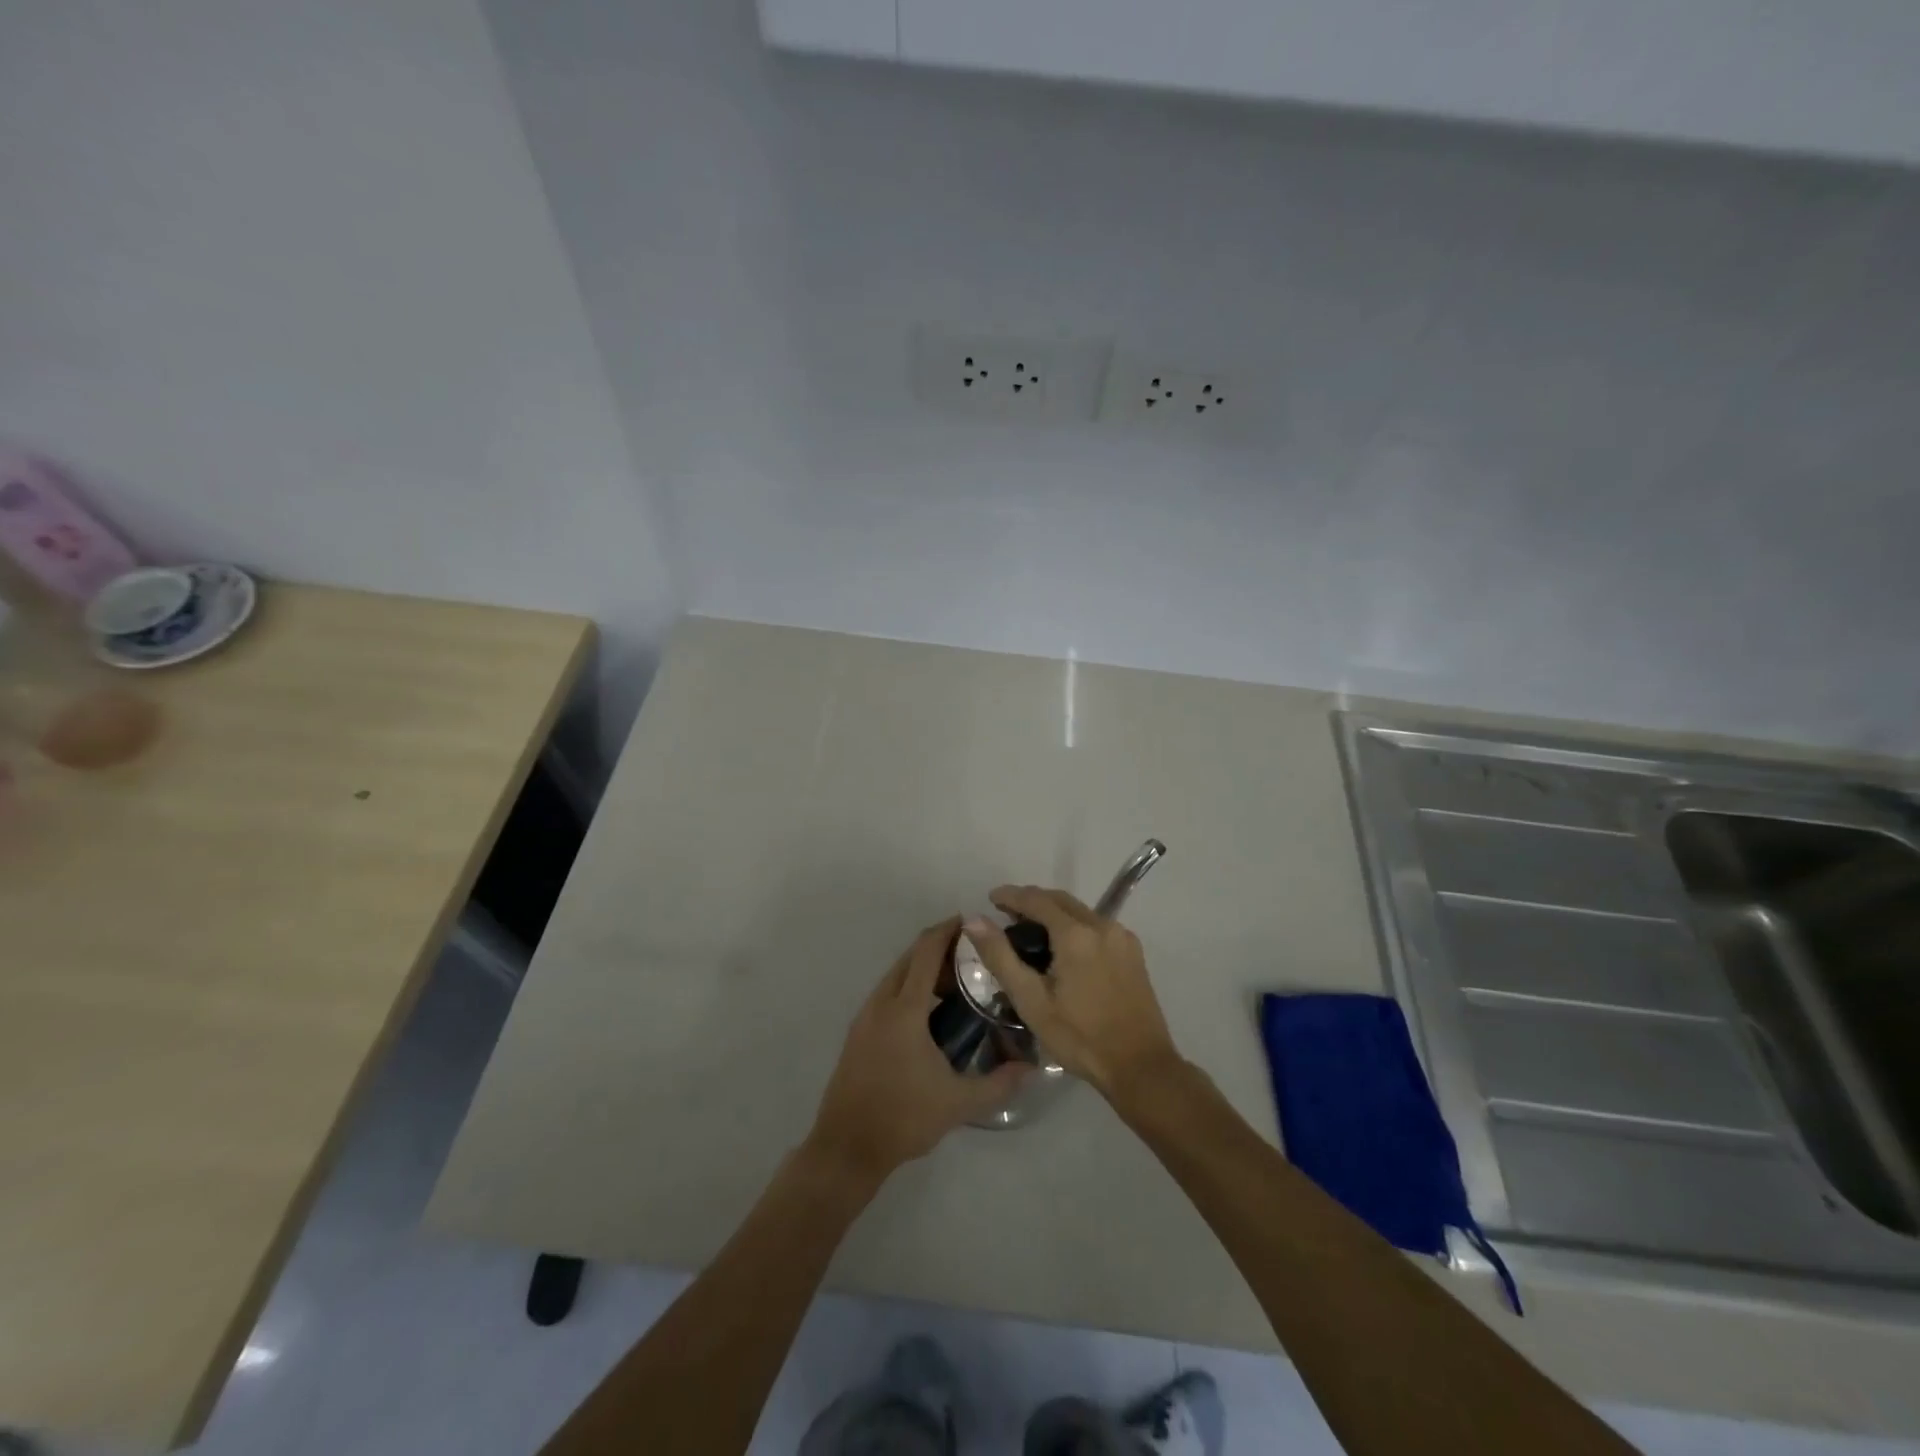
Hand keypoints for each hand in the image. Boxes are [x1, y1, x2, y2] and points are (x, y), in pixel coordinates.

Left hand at [805, 917, 1028, 1190]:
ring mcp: (865, 1016)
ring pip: (896, 975)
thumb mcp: (958, 1103)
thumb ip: (999, 1083)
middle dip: (939, 947)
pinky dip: (909, 986)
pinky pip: (887, 993)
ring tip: (957, 982)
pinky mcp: (858, 1032)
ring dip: (923, 968)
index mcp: (905, 1010)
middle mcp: (881, 1003)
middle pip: (910, 958)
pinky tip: (930, 1012)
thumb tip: (1032, 1068)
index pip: (926, 953)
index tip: (972, 923)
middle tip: (973, 955)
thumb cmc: (903, 1118)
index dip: (948, 931)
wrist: (846, 1147)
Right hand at [964, 887, 1182, 1098]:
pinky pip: (1096, 926)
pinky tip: (1063, 948)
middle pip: (1060, 900)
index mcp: (1076, 934)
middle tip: (1006, 914)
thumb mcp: (1031, 1001)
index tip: (991, 898)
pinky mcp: (1133, 952)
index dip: (1011, 895)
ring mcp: (1122, 937)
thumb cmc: (1080, 1037)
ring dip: (1054, 912)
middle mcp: (1102, 925)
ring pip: (1080, 911)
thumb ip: (1001, 957)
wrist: (1140, 1066)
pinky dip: (1074, 925)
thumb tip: (974, 920)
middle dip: (1032, 901)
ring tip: (1031, 930)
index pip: (1037, 899)